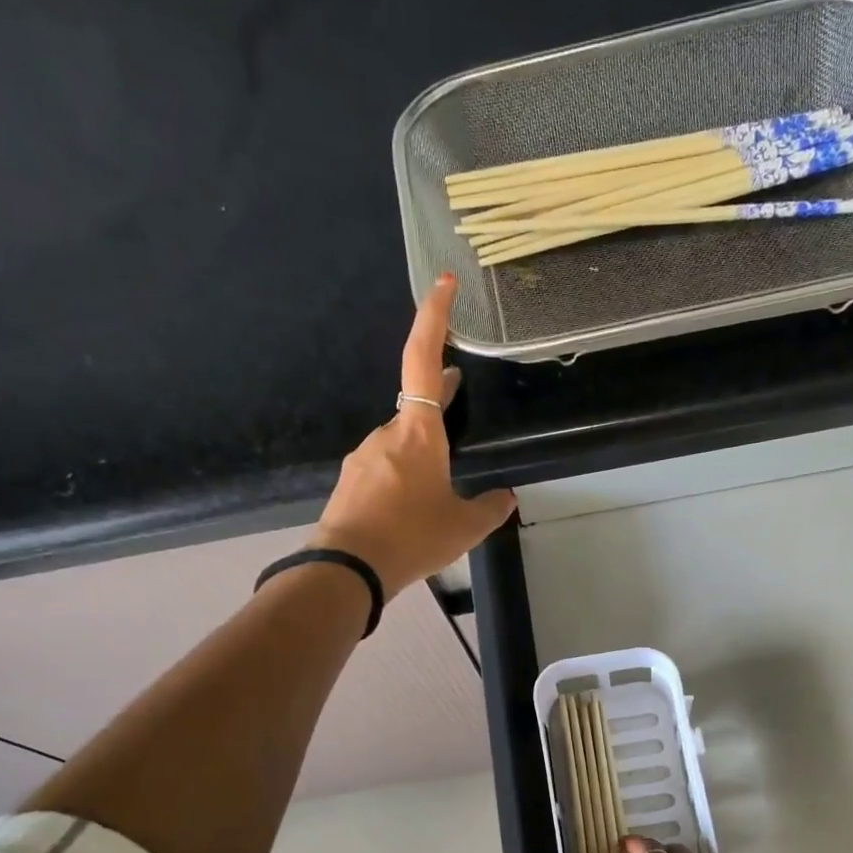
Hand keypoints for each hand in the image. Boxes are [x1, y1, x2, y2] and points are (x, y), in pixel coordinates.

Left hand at [311, 274, 515, 595]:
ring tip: (439, 480)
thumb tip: (504, 498)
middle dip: (438, 392)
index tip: (443, 283)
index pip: (423, 360)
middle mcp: (388, 434)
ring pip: (400, 440)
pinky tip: (410, 504)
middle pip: (415, 402)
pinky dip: (402, 474)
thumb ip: (490, 508)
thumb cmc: (412, 537)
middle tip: (457, 384)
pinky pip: (384, 467)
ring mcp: (364, 457)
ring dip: (421, 447)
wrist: (347, 569)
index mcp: (419, 434)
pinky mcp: (352, 482)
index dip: (434, 318)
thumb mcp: (464, 528)